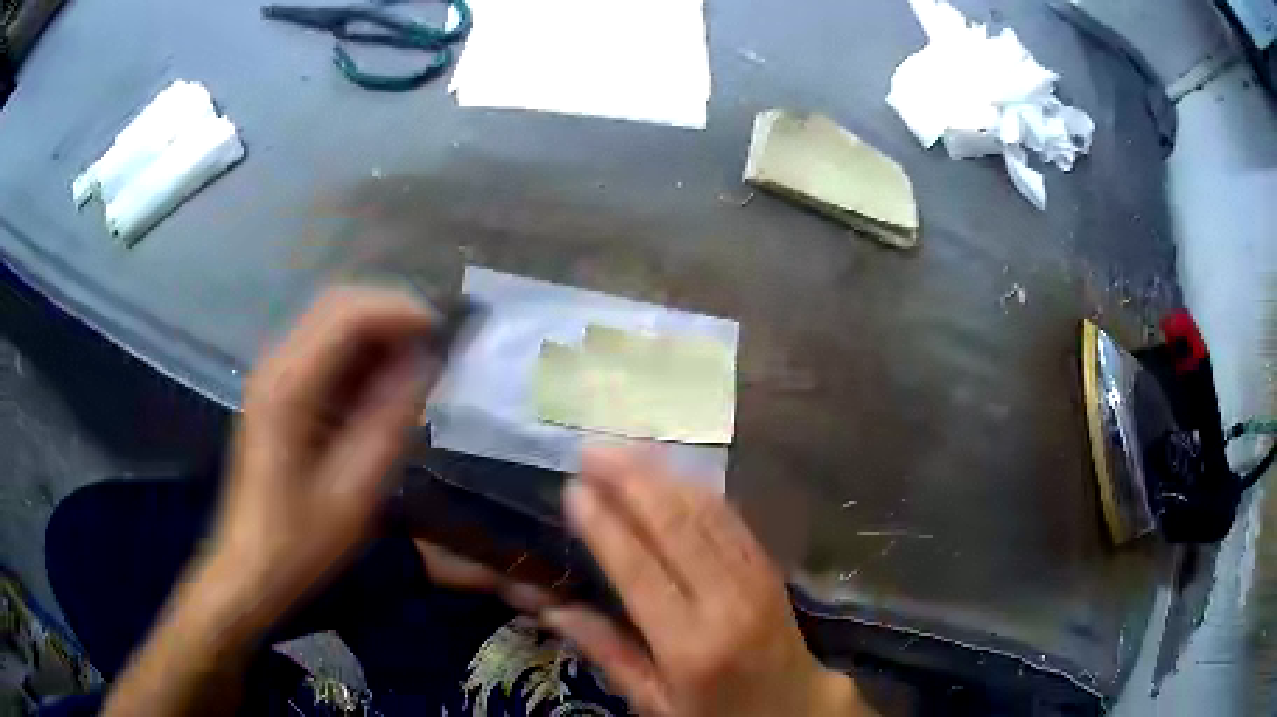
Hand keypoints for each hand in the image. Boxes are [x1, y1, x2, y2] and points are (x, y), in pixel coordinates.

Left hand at [207, 286, 436, 636]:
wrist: (251, 569)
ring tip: (418, 366)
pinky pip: (323, 352)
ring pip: (330, 324)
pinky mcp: (276, 393)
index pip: (347, 314)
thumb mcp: (356, 490)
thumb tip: (426, 363)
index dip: (401, 311)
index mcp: (289, 388)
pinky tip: (383, 386)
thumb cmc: (302, 542)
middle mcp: (275, 366)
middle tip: (436, 346)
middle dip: (391, 315)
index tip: (446, 333)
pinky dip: (359, 356)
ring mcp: (272, 377)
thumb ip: (391, 420)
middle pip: (337, 306)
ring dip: (377, 334)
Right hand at [544, 449, 869, 716]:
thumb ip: (607, 653)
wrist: (792, 704)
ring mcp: (754, 577)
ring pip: (704, 511)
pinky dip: (696, 487)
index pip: (639, 571)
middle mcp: (725, 602)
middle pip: (674, 526)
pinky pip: (730, 516)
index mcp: (689, 645)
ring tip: (622, 448)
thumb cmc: (716, 710)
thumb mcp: (655, 701)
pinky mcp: (768, 565)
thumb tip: (553, 610)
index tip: (573, 488)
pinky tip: (669, 469)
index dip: (604, 525)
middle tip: (591, 451)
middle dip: (630, 481)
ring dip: (661, 473)